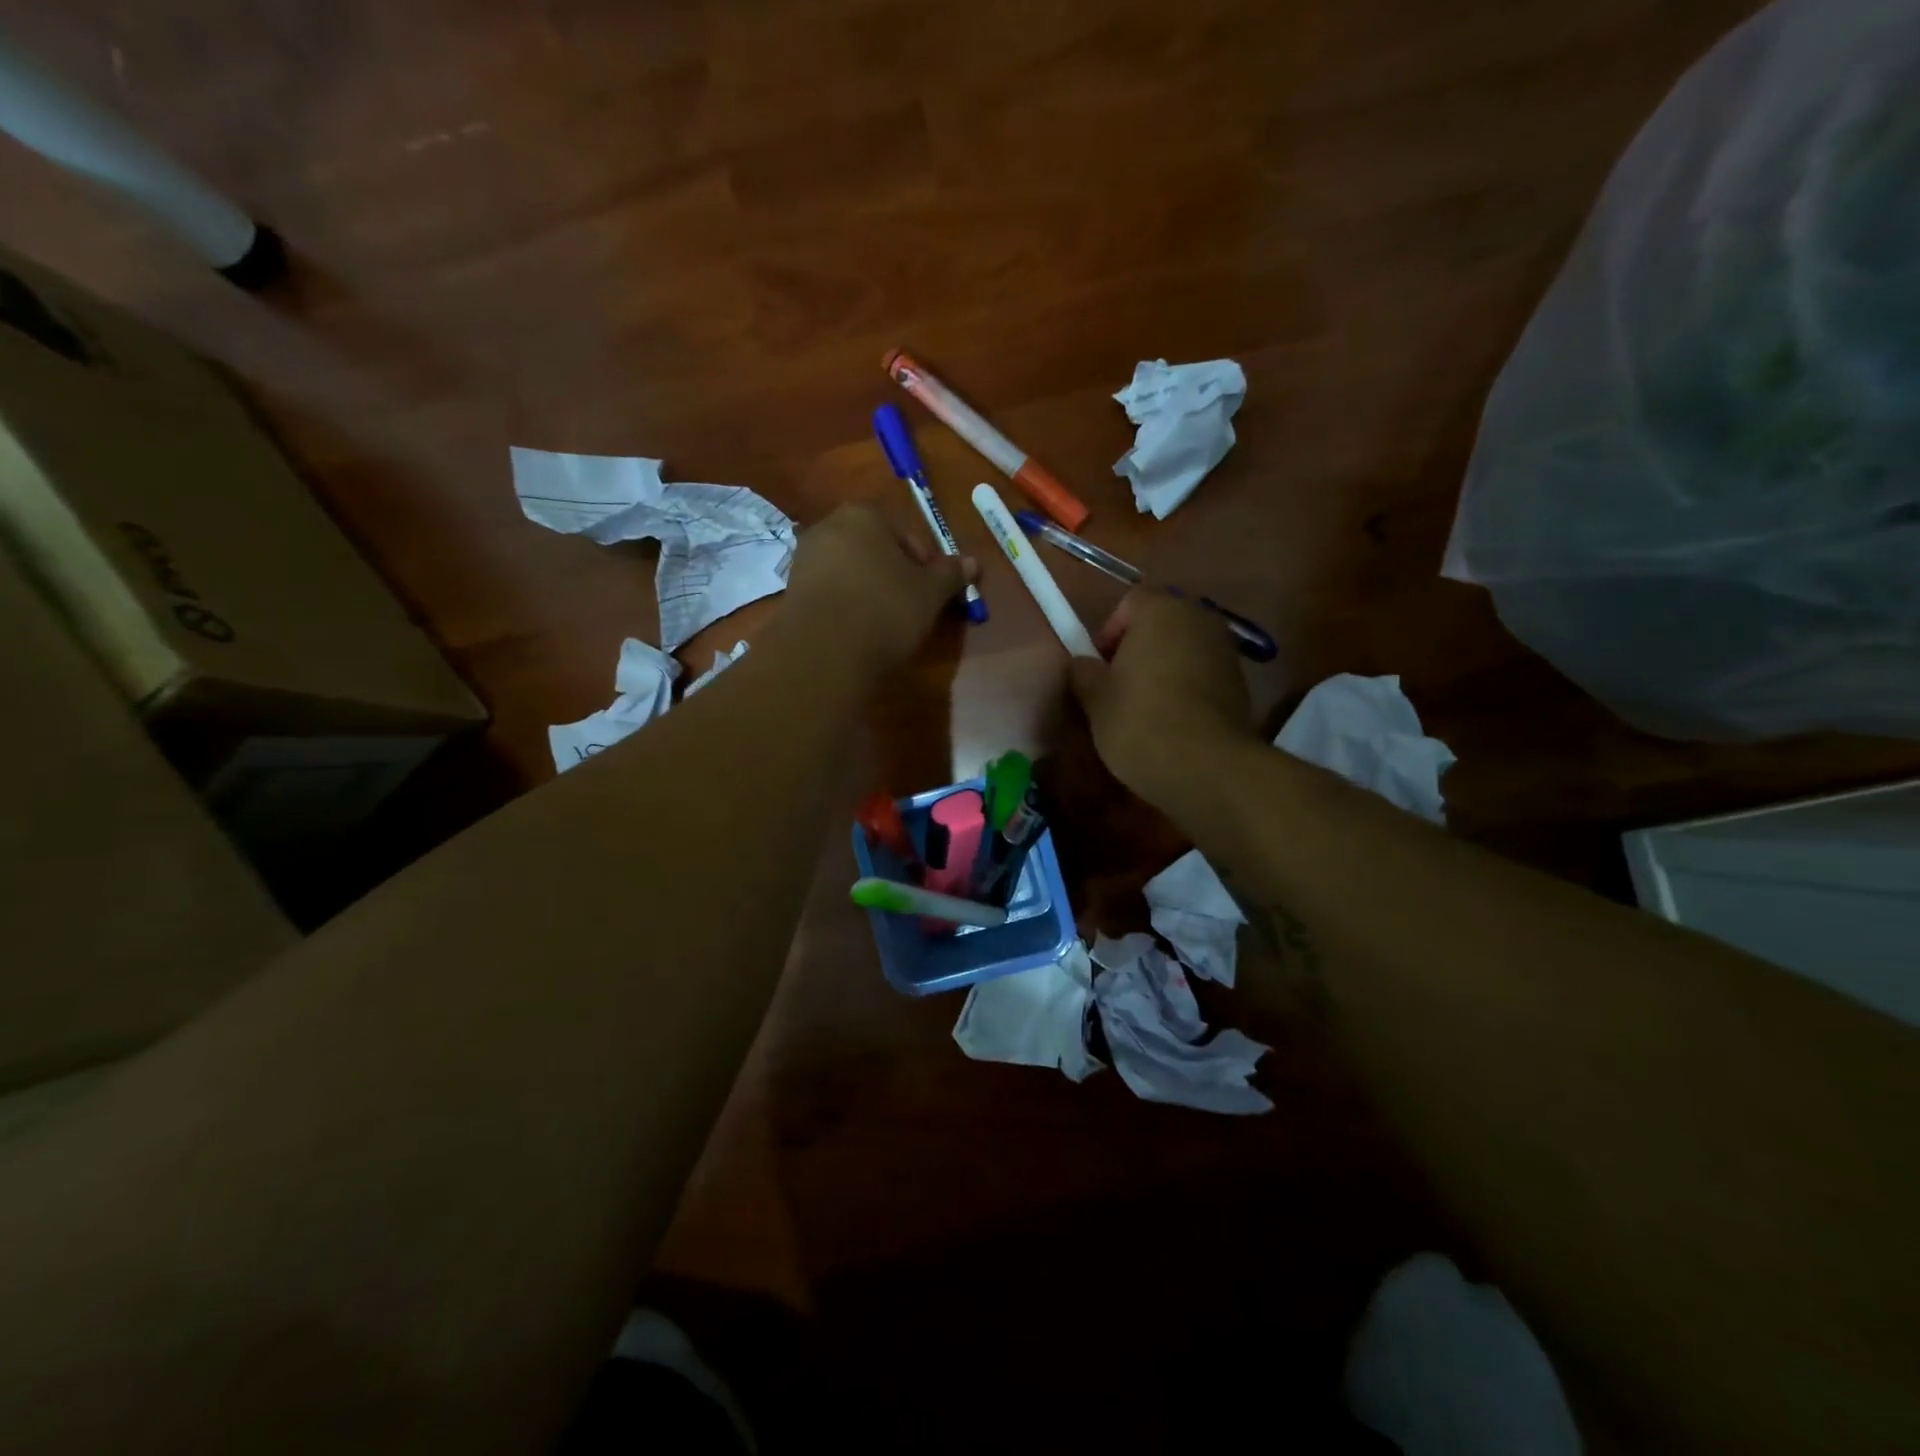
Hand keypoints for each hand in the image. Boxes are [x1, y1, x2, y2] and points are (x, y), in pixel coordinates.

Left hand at [783, 502, 973, 672]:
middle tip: (913, 607)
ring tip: (886, 623)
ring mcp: (805, 558)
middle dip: (895, 574)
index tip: (934, 592)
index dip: (926, 564)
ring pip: (851, 571)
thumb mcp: (930, 592)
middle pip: (875, 550)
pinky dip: (847, 606)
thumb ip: (951, 574)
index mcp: (864, 514)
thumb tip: (973, 562)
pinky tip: (858, 631)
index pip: (906, 534)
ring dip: (870, 591)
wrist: (823, 650)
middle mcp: (829, 526)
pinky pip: (831, 593)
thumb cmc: (885, 608)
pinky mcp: (791, 591)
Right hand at [1069, 590, 1258, 801]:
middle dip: (1138, 648)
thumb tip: (1082, 665)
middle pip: (1161, 623)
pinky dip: (1186, 687)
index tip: (1100, 666)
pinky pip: (1202, 673)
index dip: (1110, 631)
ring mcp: (1225, 650)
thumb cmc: (1140, 722)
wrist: (1206, 767)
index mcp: (1161, 610)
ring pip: (1183, 648)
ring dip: (1163, 667)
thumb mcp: (1095, 700)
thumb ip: (1084, 673)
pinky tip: (1172, 721)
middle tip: (1118, 685)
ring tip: (1144, 707)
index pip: (1130, 602)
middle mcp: (1199, 618)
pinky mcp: (1240, 682)